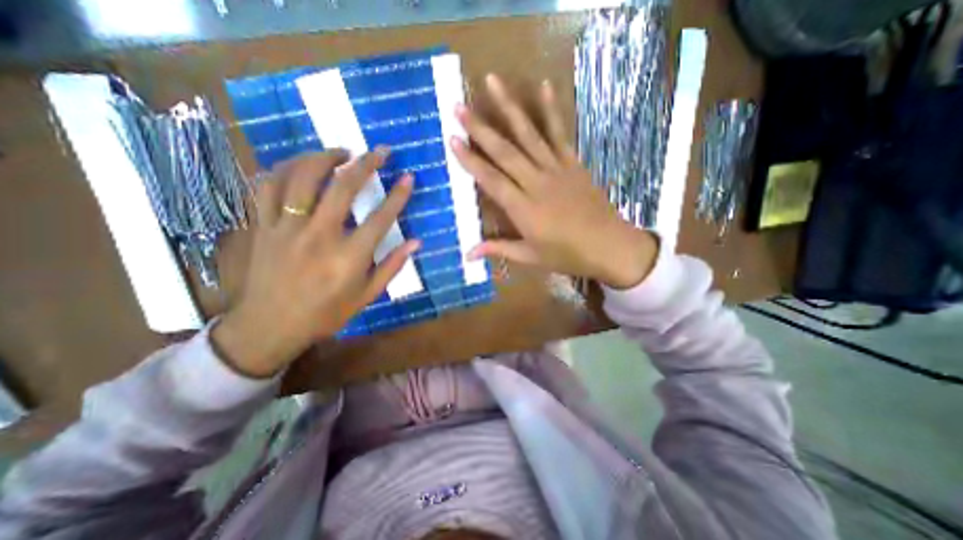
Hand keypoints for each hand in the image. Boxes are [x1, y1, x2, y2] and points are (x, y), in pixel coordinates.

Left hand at [211, 147, 415, 374]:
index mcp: (348, 257)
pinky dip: (283, 170)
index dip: (397, 195)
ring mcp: (285, 228)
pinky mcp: (262, 226)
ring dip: (323, 158)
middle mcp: (318, 236)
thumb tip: (416, 242)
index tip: (408, 177)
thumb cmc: (325, 314)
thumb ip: (392, 267)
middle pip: (342, 188)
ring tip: (341, 152)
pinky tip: (299, 166)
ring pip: (301, 178)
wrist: (269, 327)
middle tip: (380, 151)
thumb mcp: (367, 296)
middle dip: (365, 164)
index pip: (380, 218)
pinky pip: (266, 187)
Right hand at [450, 74, 659, 290]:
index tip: (453, 139)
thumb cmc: (566, 255)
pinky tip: (544, 85)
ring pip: (528, 135)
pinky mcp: (573, 162)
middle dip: (480, 128)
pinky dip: (551, 109)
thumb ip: (498, 249)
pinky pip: (559, 133)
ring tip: (492, 82)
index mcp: (523, 209)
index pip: (491, 180)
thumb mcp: (530, 256)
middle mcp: (536, 183)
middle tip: (459, 107)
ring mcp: (556, 169)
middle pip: (505, 152)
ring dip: (509, 108)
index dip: (470, 160)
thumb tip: (467, 254)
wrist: (608, 246)